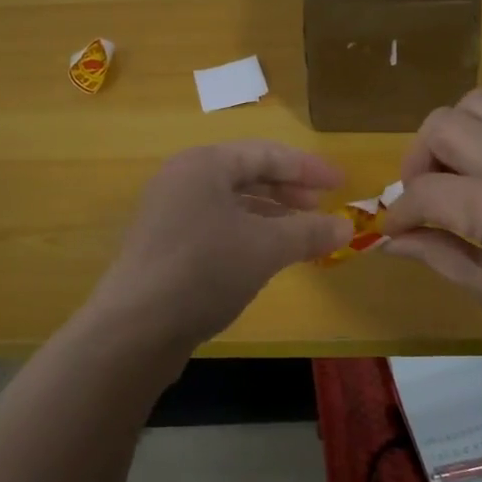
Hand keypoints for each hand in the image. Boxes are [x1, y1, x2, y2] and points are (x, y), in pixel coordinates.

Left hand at [87, 141, 351, 359]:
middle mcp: (182, 180)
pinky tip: (266, 257)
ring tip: (301, 234)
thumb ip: (308, 232)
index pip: (266, 154)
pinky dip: (247, 235)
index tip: (342, 183)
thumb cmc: (204, 269)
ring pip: (231, 204)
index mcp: (203, 164)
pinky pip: (216, 227)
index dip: (308, 168)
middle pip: (246, 175)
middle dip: (288, 190)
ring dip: (270, 216)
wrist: (135, 328)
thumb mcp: (265, 247)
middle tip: (322, 207)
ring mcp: (169, 214)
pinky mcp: (164, 247)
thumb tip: (346, 228)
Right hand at [381, 90, 481, 387]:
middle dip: (418, 159)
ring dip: (453, 137)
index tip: (392, 231)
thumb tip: (388, 240)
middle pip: (445, 125)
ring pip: (479, 106)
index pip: (427, 191)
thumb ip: (434, 253)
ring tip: (455, 178)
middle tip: (423, 196)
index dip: (399, 213)